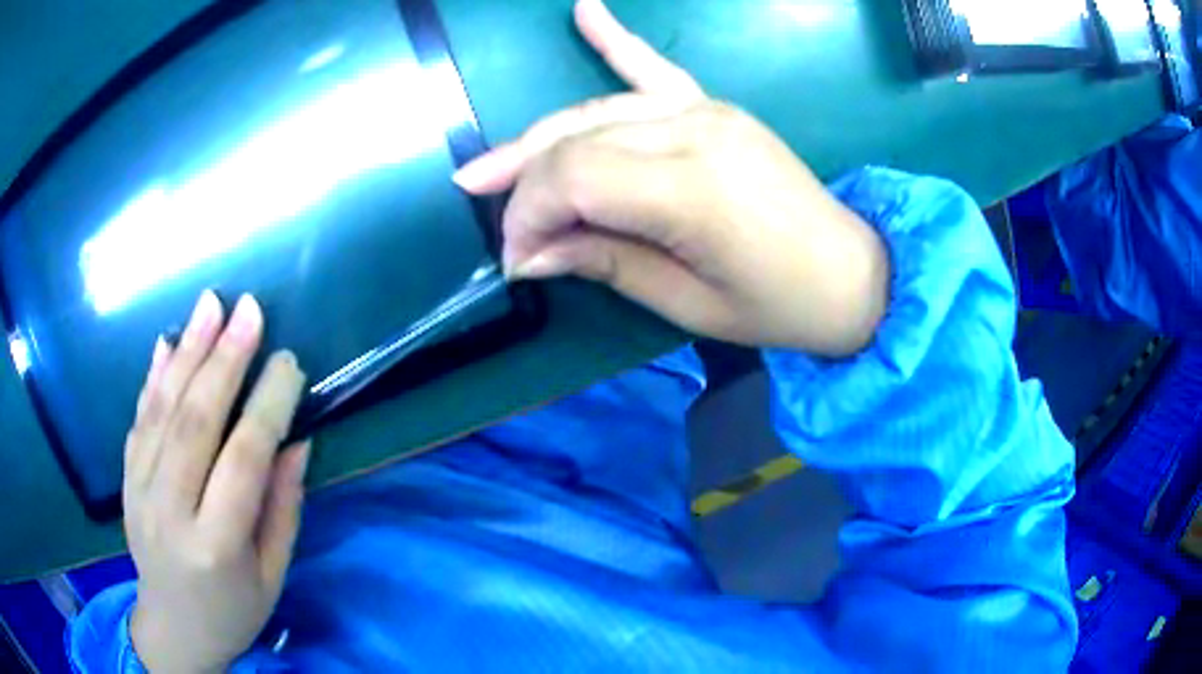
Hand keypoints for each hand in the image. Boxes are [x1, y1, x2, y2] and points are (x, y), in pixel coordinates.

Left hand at [124, 291, 309, 671]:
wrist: (174, 628)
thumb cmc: (233, 610)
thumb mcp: (272, 575)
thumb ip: (282, 507)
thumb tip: (295, 439)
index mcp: (216, 545)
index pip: (243, 461)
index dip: (268, 406)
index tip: (289, 362)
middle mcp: (170, 511)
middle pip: (195, 422)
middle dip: (224, 359)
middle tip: (249, 309)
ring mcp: (140, 491)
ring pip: (162, 410)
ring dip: (188, 352)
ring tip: (210, 303)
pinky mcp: (126, 479)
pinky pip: (139, 419)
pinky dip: (154, 377)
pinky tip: (168, 342)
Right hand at [454, 0, 888, 355]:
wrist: (850, 274)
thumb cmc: (777, 305)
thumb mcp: (687, 305)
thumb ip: (605, 263)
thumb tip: (529, 254)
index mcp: (693, 189)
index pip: (575, 175)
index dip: (530, 212)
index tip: (517, 257)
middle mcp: (696, 131)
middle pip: (577, 138)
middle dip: (526, 181)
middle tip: (488, 211)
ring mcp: (707, 110)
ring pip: (597, 107)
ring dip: (540, 136)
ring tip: (492, 165)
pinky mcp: (716, 108)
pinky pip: (655, 68)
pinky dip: (616, 40)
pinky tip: (583, 9)